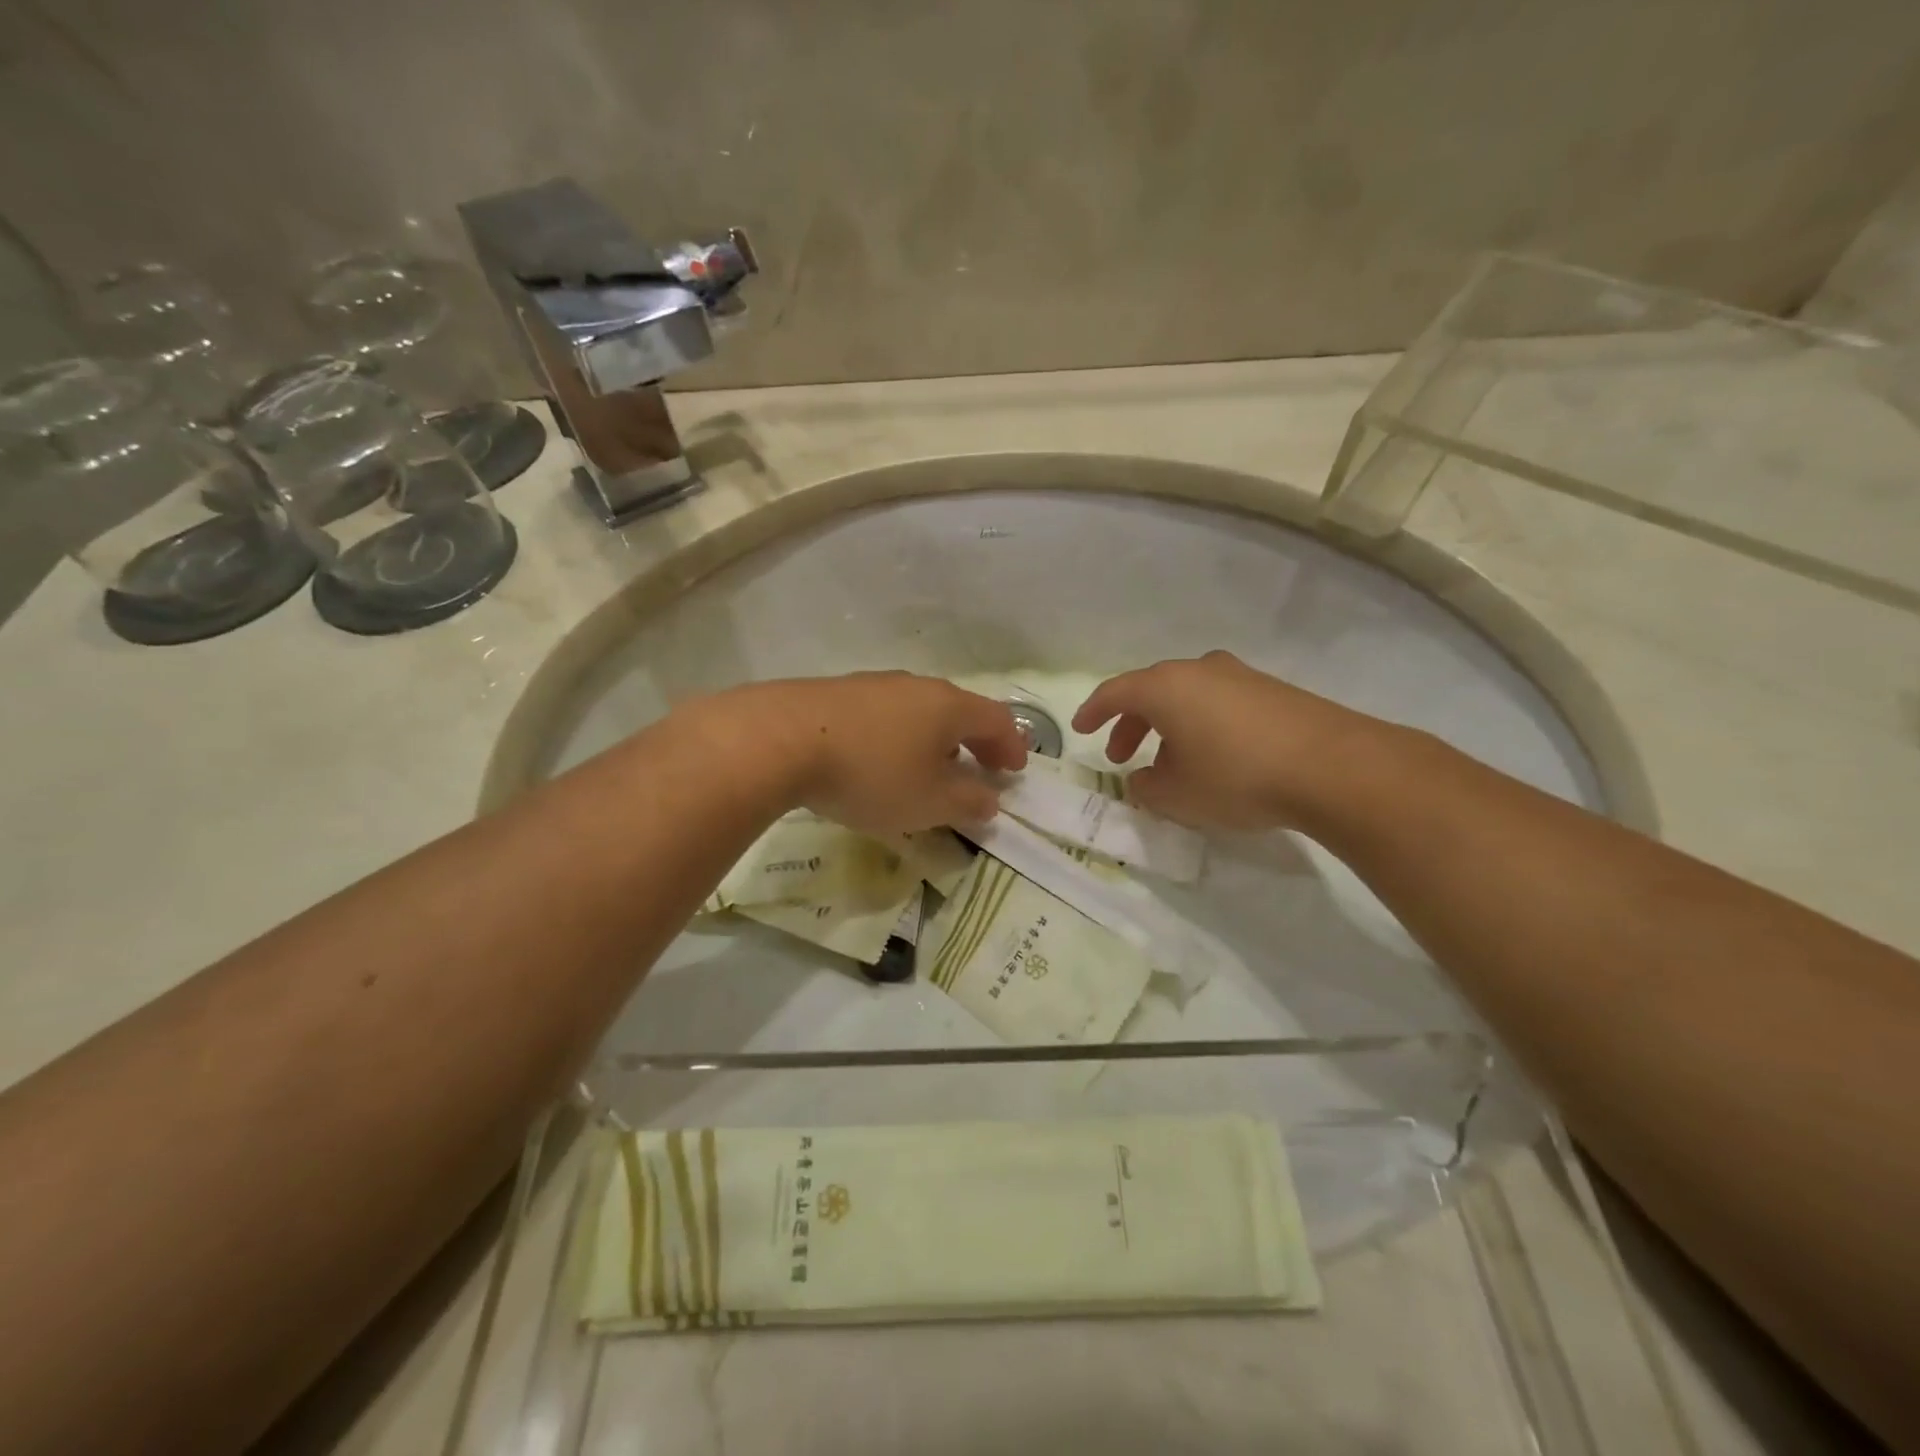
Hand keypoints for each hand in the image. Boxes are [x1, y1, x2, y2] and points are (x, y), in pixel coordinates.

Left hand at [722, 672, 1027, 834]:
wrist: (781, 739)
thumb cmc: (871, 773)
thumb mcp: (929, 802)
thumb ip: (968, 802)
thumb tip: (990, 799)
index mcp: (949, 706)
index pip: (996, 719)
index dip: (1012, 746)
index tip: (1014, 771)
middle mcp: (917, 686)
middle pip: (958, 711)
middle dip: (974, 742)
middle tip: (979, 770)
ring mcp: (875, 685)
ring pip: (920, 711)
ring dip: (935, 740)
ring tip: (928, 770)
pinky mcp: (838, 694)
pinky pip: (885, 715)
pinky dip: (899, 737)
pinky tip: (879, 761)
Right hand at [1071, 651, 1401, 832]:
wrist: (1333, 767)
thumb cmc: (1236, 777)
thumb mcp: (1177, 795)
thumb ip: (1147, 787)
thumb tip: (1144, 778)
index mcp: (1165, 687)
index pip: (1115, 692)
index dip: (1093, 711)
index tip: (1080, 729)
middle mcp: (1199, 670)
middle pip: (1152, 691)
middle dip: (1132, 723)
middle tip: (1123, 756)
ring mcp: (1240, 676)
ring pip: (1188, 696)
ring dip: (1169, 725)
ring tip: (1171, 762)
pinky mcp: (1273, 691)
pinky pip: (1220, 702)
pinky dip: (1203, 724)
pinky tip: (1215, 756)